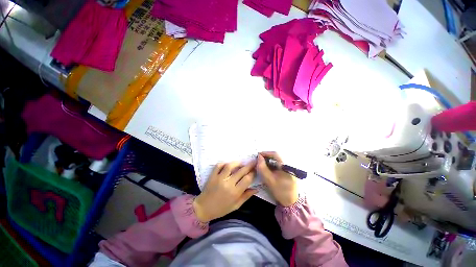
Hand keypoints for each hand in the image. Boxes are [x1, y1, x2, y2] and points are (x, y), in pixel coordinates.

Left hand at [193, 161, 257, 221]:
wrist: (203, 208)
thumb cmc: (221, 209)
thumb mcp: (236, 206)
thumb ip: (246, 196)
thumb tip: (256, 189)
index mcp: (235, 193)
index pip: (247, 179)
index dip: (253, 173)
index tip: (256, 169)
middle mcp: (228, 184)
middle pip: (241, 171)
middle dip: (249, 165)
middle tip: (253, 161)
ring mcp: (219, 178)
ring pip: (230, 166)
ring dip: (237, 163)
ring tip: (242, 162)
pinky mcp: (212, 176)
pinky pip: (219, 166)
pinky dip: (224, 163)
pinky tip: (228, 164)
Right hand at [257, 152, 297, 206]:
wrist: (290, 202)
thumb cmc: (280, 191)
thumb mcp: (269, 180)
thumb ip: (262, 167)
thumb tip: (259, 157)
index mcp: (286, 166)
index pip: (275, 154)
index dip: (266, 153)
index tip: (258, 155)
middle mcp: (289, 164)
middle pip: (276, 156)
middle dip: (267, 156)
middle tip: (259, 159)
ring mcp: (289, 167)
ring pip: (277, 159)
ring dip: (269, 160)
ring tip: (262, 163)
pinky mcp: (288, 170)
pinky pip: (279, 163)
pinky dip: (272, 164)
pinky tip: (268, 167)